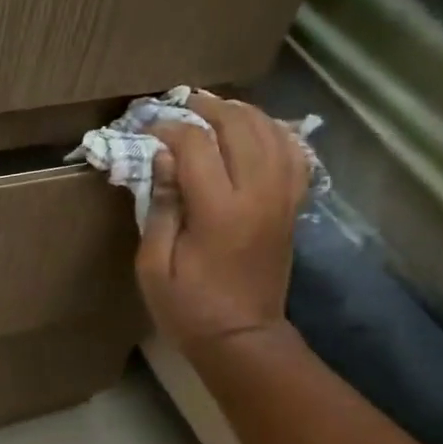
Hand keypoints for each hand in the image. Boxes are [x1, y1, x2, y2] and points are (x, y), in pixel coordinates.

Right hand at [137, 94, 311, 356]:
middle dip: (209, 108)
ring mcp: (281, 199)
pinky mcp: (292, 207)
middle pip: (240, 127)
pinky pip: (294, 155)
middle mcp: (257, 195)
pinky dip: (276, 133)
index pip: (196, 146)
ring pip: (271, 133)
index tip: (148, 129)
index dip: (170, 129)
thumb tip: (163, 158)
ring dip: (243, 113)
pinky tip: (258, 129)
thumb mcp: (153, 266)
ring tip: (217, 109)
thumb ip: (161, 207)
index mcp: (218, 211)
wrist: (242, 338)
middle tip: (183, 105)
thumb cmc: (188, 308)